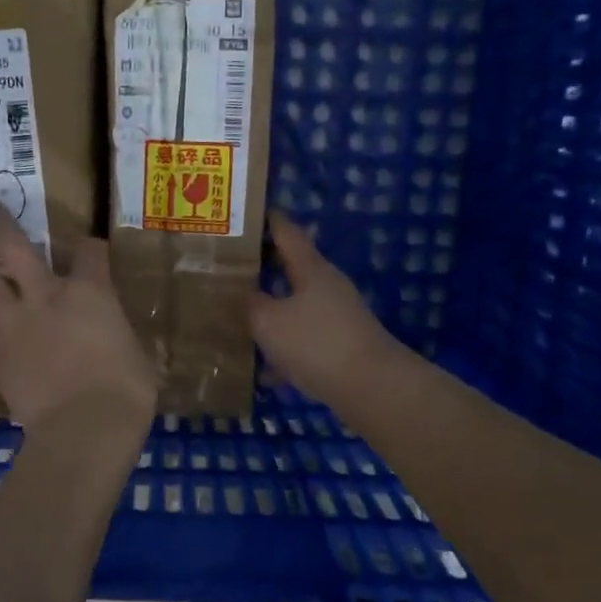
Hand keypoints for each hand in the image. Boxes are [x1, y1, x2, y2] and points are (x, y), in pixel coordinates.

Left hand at [0, 200, 157, 432]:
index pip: (89, 252)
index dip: (89, 247)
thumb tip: (114, 336)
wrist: (85, 428)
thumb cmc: (126, 390)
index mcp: (90, 292)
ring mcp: (14, 324)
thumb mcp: (136, 352)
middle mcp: (45, 296)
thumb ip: (117, 333)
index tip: (89, 249)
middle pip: (14, 247)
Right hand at [249, 214, 404, 408]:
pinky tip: (263, 371)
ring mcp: (337, 316)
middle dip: (262, 268)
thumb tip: (239, 294)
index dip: (268, 221)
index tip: (246, 214)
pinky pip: (303, 339)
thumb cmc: (316, 343)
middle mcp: (327, 286)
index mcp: (311, 269)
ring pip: (295, 307)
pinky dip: (283, 348)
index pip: (287, 232)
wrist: (372, 388)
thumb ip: (249, 304)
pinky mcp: (340, 346)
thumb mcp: (268, 322)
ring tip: (237, 319)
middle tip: (228, 270)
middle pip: (291, 269)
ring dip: (270, 311)